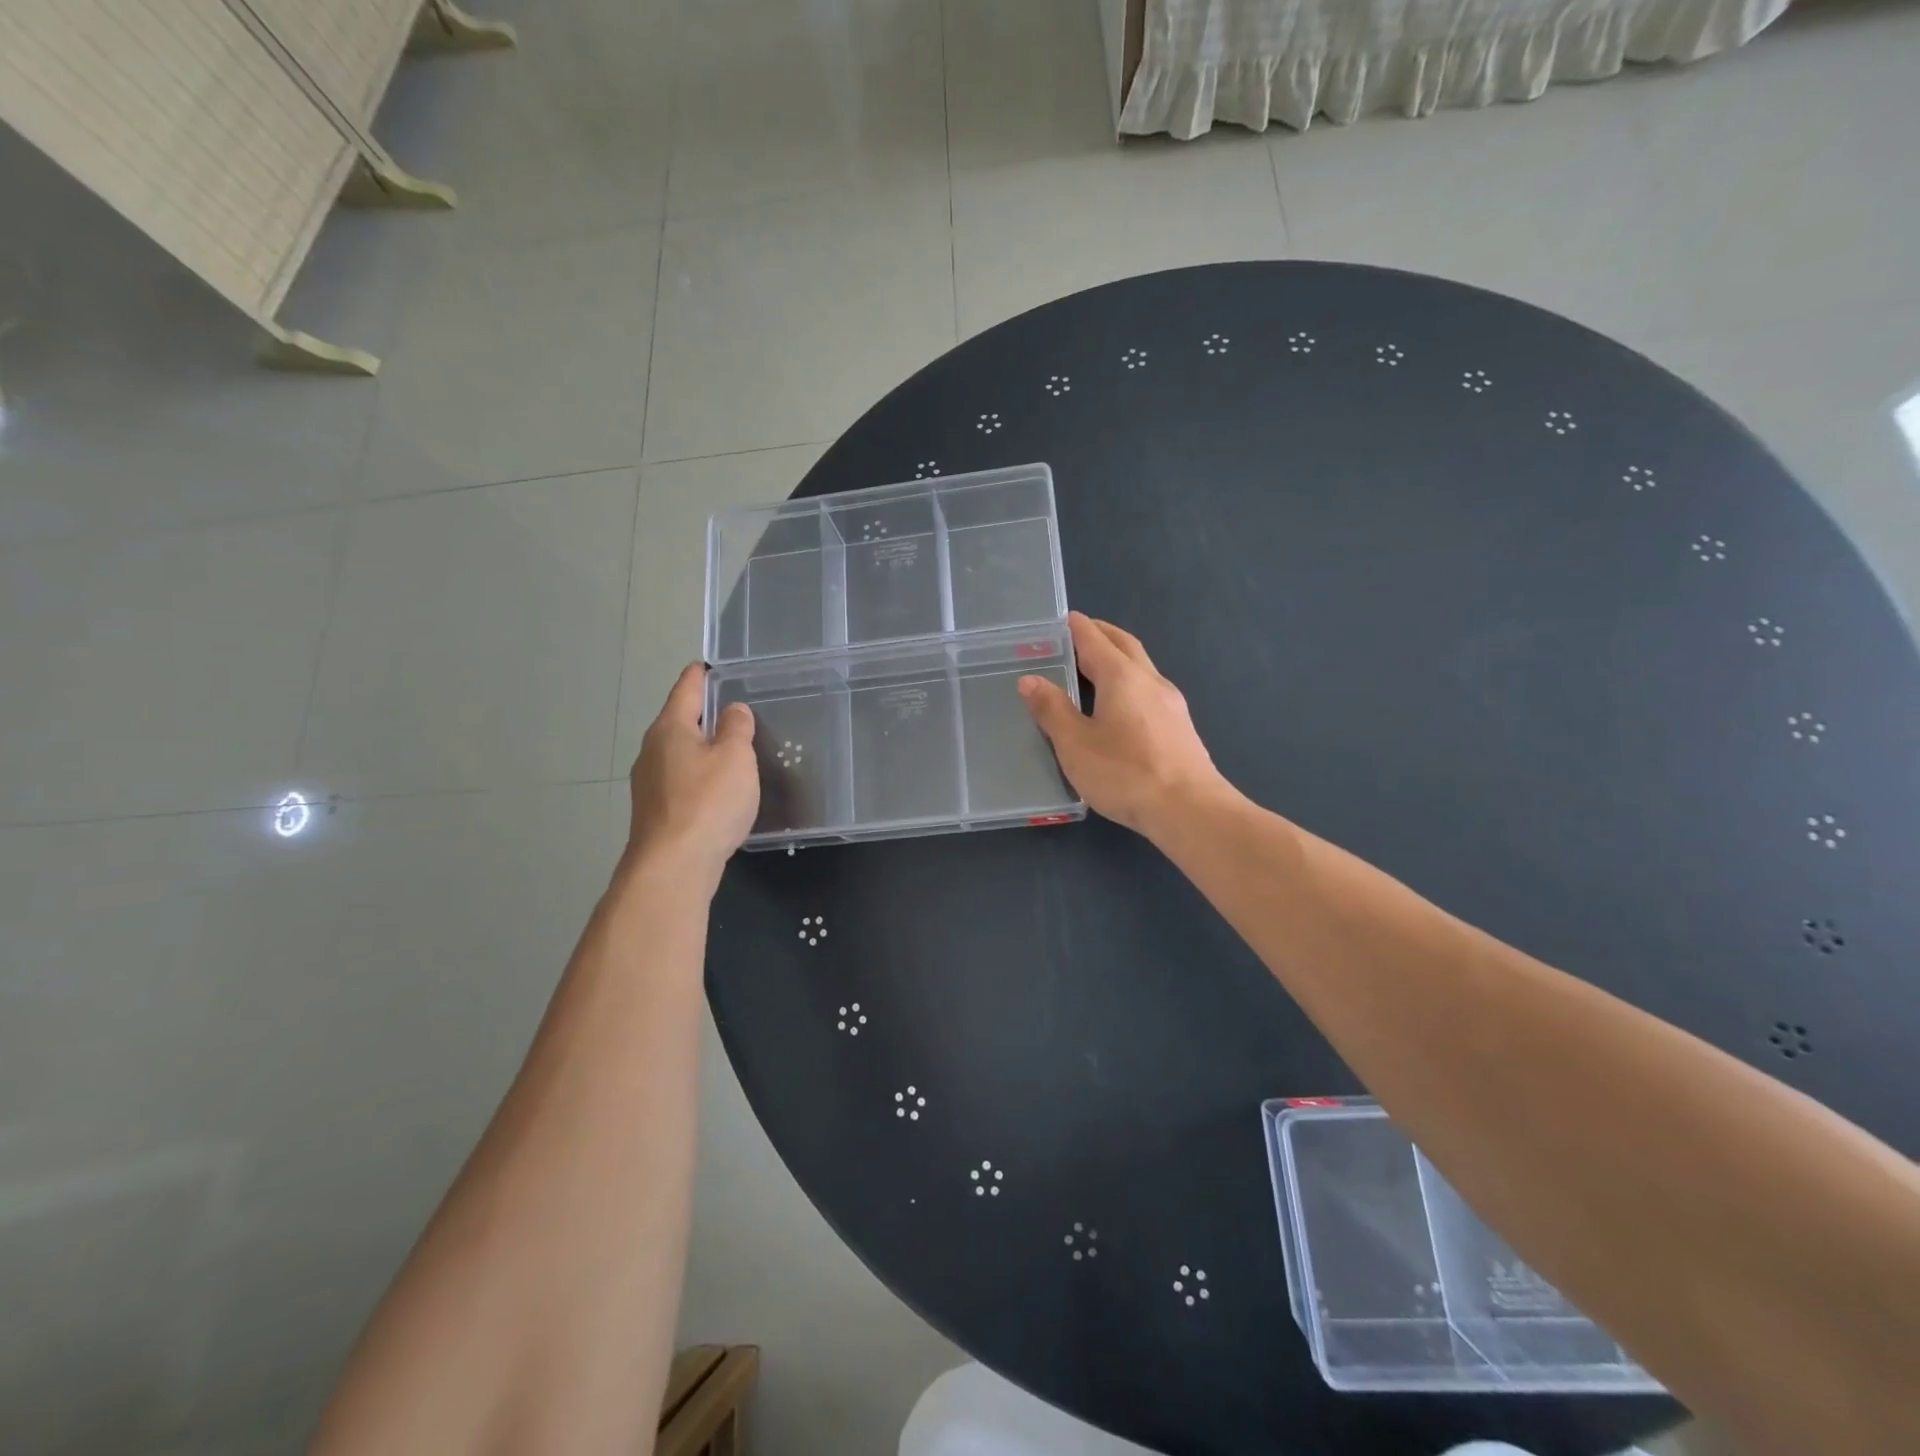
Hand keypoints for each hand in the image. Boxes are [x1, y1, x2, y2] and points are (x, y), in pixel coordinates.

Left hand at [623, 664, 759, 882]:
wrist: (673, 866)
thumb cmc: (707, 802)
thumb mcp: (735, 758)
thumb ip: (736, 729)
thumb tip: (732, 710)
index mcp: (670, 729)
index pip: (686, 690)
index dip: (699, 676)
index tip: (707, 665)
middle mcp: (652, 750)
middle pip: (678, 722)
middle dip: (702, 714)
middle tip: (731, 707)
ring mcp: (649, 783)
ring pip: (679, 753)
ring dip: (701, 747)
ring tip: (729, 747)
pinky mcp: (656, 811)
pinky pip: (681, 780)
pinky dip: (699, 775)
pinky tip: (717, 787)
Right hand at [1019, 612, 1229, 837]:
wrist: (1190, 809)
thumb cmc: (1126, 773)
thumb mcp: (1075, 744)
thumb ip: (1051, 709)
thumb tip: (1030, 679)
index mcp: (1122, 677)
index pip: (1095, 639)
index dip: (1076, 627)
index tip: (1062, 619)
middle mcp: (1150, 681)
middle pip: (1125, 646)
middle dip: (1102, 635)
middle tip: (1078, 635)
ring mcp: (1171, 704)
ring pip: (1141, 668)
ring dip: (1118, 659)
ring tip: (1093, 670)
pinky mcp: (1180, 727)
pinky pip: (1149, 690)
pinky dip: (1129, 683)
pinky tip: (1121, 706)